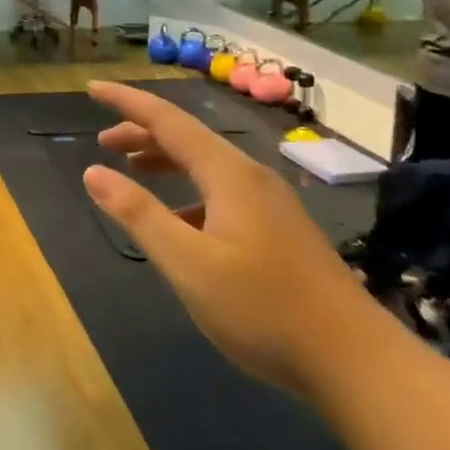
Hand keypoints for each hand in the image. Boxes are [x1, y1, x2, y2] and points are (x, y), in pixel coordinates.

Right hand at [82, 82, 366, 392]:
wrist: (357, 362)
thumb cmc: (264, 309)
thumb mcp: (188, 264)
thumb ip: (139, 214)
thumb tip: (93, 172)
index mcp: (228, 173)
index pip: (166, 120)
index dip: (126, 101)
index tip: (92, 87)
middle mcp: (250, 176)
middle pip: (187, 138)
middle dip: (142, 133)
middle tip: (103, 142)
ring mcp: (270, 202)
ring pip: (207, 165)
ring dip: (166, 161)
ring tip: (133, 170)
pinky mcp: (280, 229)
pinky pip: (222, 191)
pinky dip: (189, 191)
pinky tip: (180, 222)